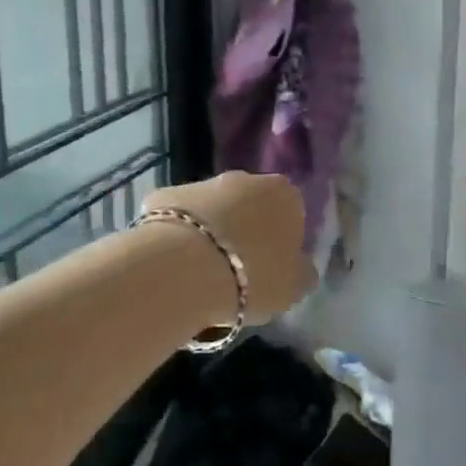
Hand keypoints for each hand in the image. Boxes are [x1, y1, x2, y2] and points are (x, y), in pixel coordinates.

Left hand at [141, 172, 315, 324]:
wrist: (185, 269)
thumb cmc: (252, 276)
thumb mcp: (294, 287)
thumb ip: (302, 272)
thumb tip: (301, 268)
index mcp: (284, 194)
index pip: (291, 212)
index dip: (282, 240)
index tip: (272, 267)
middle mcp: (244, 178)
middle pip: (249, 205)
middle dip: (245, 229)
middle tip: (238, 269)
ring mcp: (201, 183)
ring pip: (212, 208)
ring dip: (210, 230)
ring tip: (202, 272)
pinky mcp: (164, 195)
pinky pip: (176, 218)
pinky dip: (176, 235)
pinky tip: (172, 264)